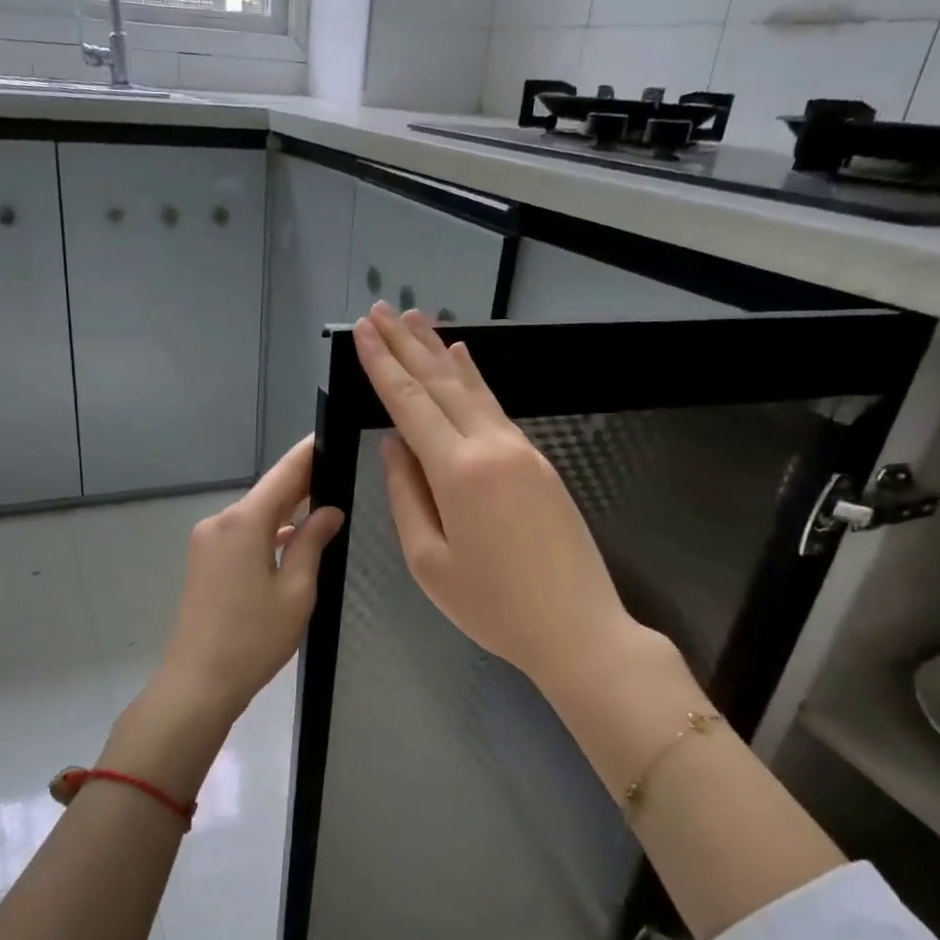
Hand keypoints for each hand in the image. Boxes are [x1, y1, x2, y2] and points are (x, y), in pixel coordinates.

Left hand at [154, 435, 344, 726]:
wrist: (197, 683)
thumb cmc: (253, 639)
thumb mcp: (295, 592)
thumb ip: (312, 544)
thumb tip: (329, 511)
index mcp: (243, 522)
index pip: (284, 474)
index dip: (309, 454)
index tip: (331, 435)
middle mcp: (220, 522)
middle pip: (268, 494)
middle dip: (302, 484)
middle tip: (340, 473)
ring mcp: (206, 542)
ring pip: (254, 516)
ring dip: (285, 512)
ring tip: (325, 506)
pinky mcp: (203, 562)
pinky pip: (241, 535)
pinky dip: (267, 534)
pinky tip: (292, 541)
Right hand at [354, 303, 648, 698]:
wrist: (577, 628)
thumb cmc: (493, 606)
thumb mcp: (430, 562)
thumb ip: (407, 495)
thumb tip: (394, 445)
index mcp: (458, 472)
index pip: (410, 404)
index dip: (382, 366)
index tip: (362, 332)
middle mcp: (492, 447)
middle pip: (441, 384)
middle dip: (407, 345)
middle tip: (381, 311)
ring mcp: (521, 451)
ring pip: (473, 389)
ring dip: (440, 353)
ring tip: (416, 320)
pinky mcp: (539, 463)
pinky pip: (496, 409)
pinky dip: (474, 380)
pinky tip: (463, 361)